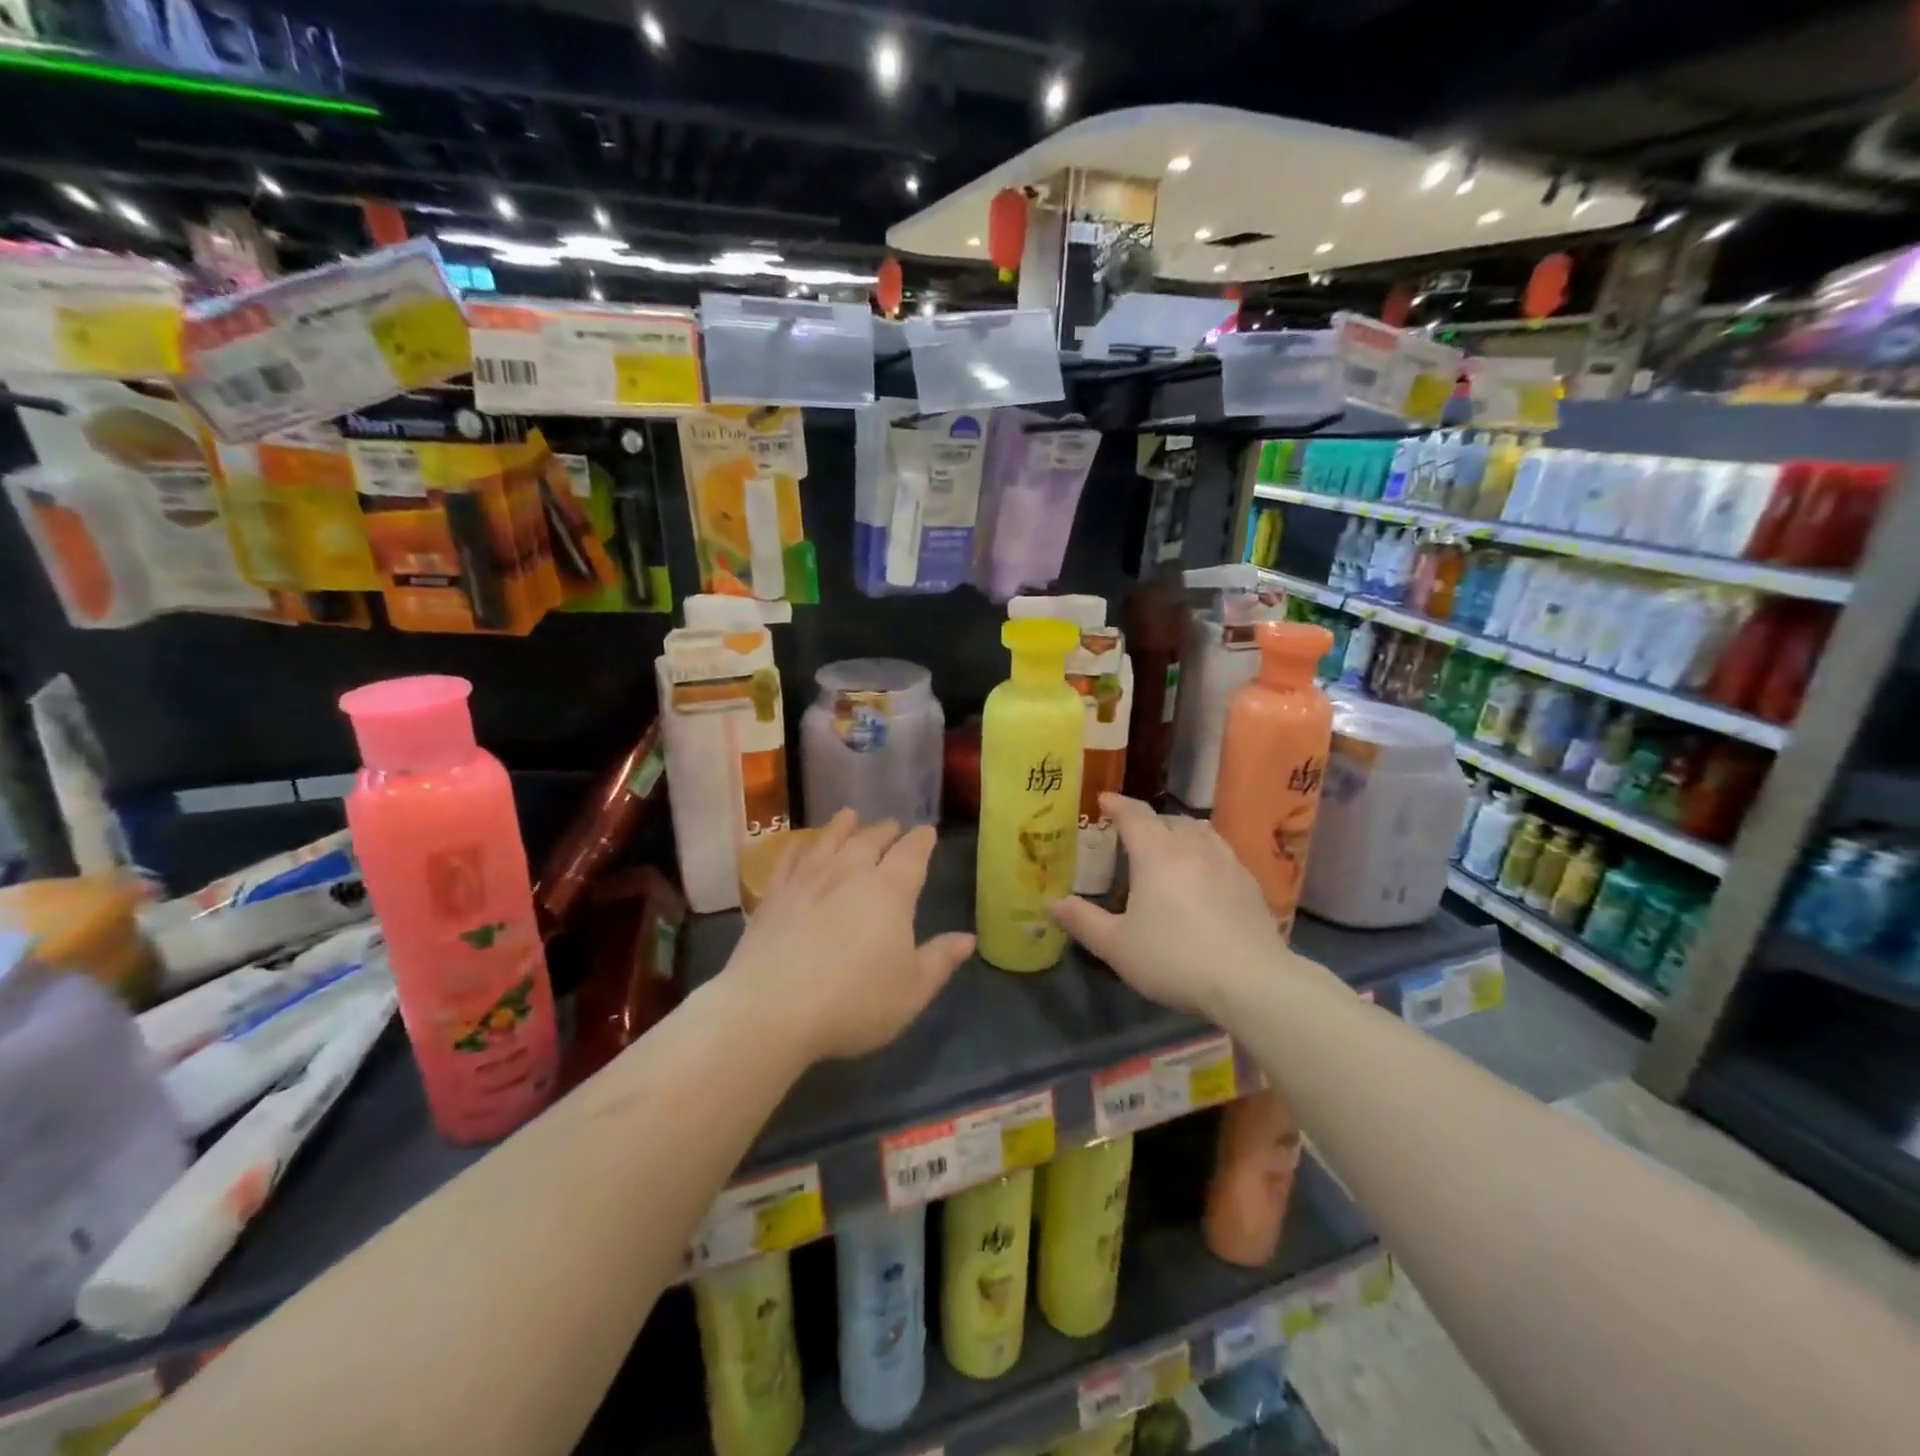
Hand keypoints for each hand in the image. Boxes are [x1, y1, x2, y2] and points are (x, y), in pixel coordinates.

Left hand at [723, 811, 974, 1061]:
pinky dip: (800, 845)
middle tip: (892, 826)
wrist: (772, 1009)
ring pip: (829, 839)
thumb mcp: (912, 990)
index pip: (912, 854)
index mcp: (890, 890)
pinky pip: (789, 858)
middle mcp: (849, 872)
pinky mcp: (774, 894)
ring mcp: (807, 879)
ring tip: (850, 816)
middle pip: (870, 840)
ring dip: (843, 826)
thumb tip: (968, 937)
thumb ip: (941, 959)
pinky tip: (802, 843)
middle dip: (885, 831)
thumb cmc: (854, 1001)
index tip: (927, 832)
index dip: (922, 841)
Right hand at [1051, 794, 1301, 1020]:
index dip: (1117, 804)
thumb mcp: (1117, 946)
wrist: (1251, 982)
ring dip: (1179, 833)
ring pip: (1200, 833)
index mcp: (1156, 853)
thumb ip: (1083, 921)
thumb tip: (1053, 903)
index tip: (1103, 800)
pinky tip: (1203, 878)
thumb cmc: (1174, 958)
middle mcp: (1192, 847)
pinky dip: (1204, 855)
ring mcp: (1227, 862)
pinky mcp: (1250, 884)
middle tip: (1131, 836)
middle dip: (1148, 822)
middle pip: (1168, 820)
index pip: (1134, 814)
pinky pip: (1221, 854)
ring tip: (1168, 849)